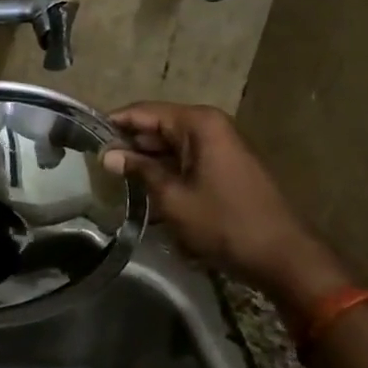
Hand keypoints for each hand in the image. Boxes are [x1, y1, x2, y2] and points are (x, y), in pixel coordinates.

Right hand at [104, 102, 349, 302]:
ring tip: (112, 179)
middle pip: (157, 126)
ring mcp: (220, 146)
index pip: (143, 111)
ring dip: (146, 161)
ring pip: (170, 145)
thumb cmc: (225, 223)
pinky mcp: (224, 166)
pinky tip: (144, 190)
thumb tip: (107, 154)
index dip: (113, 123)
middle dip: (128, 144)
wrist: (283, 256)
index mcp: (198, 123)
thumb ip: (139, 170)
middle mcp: (210, 126)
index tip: (84, 137)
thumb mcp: (173, 198)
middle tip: (94, 164)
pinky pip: (186, 160)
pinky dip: (165, 171)